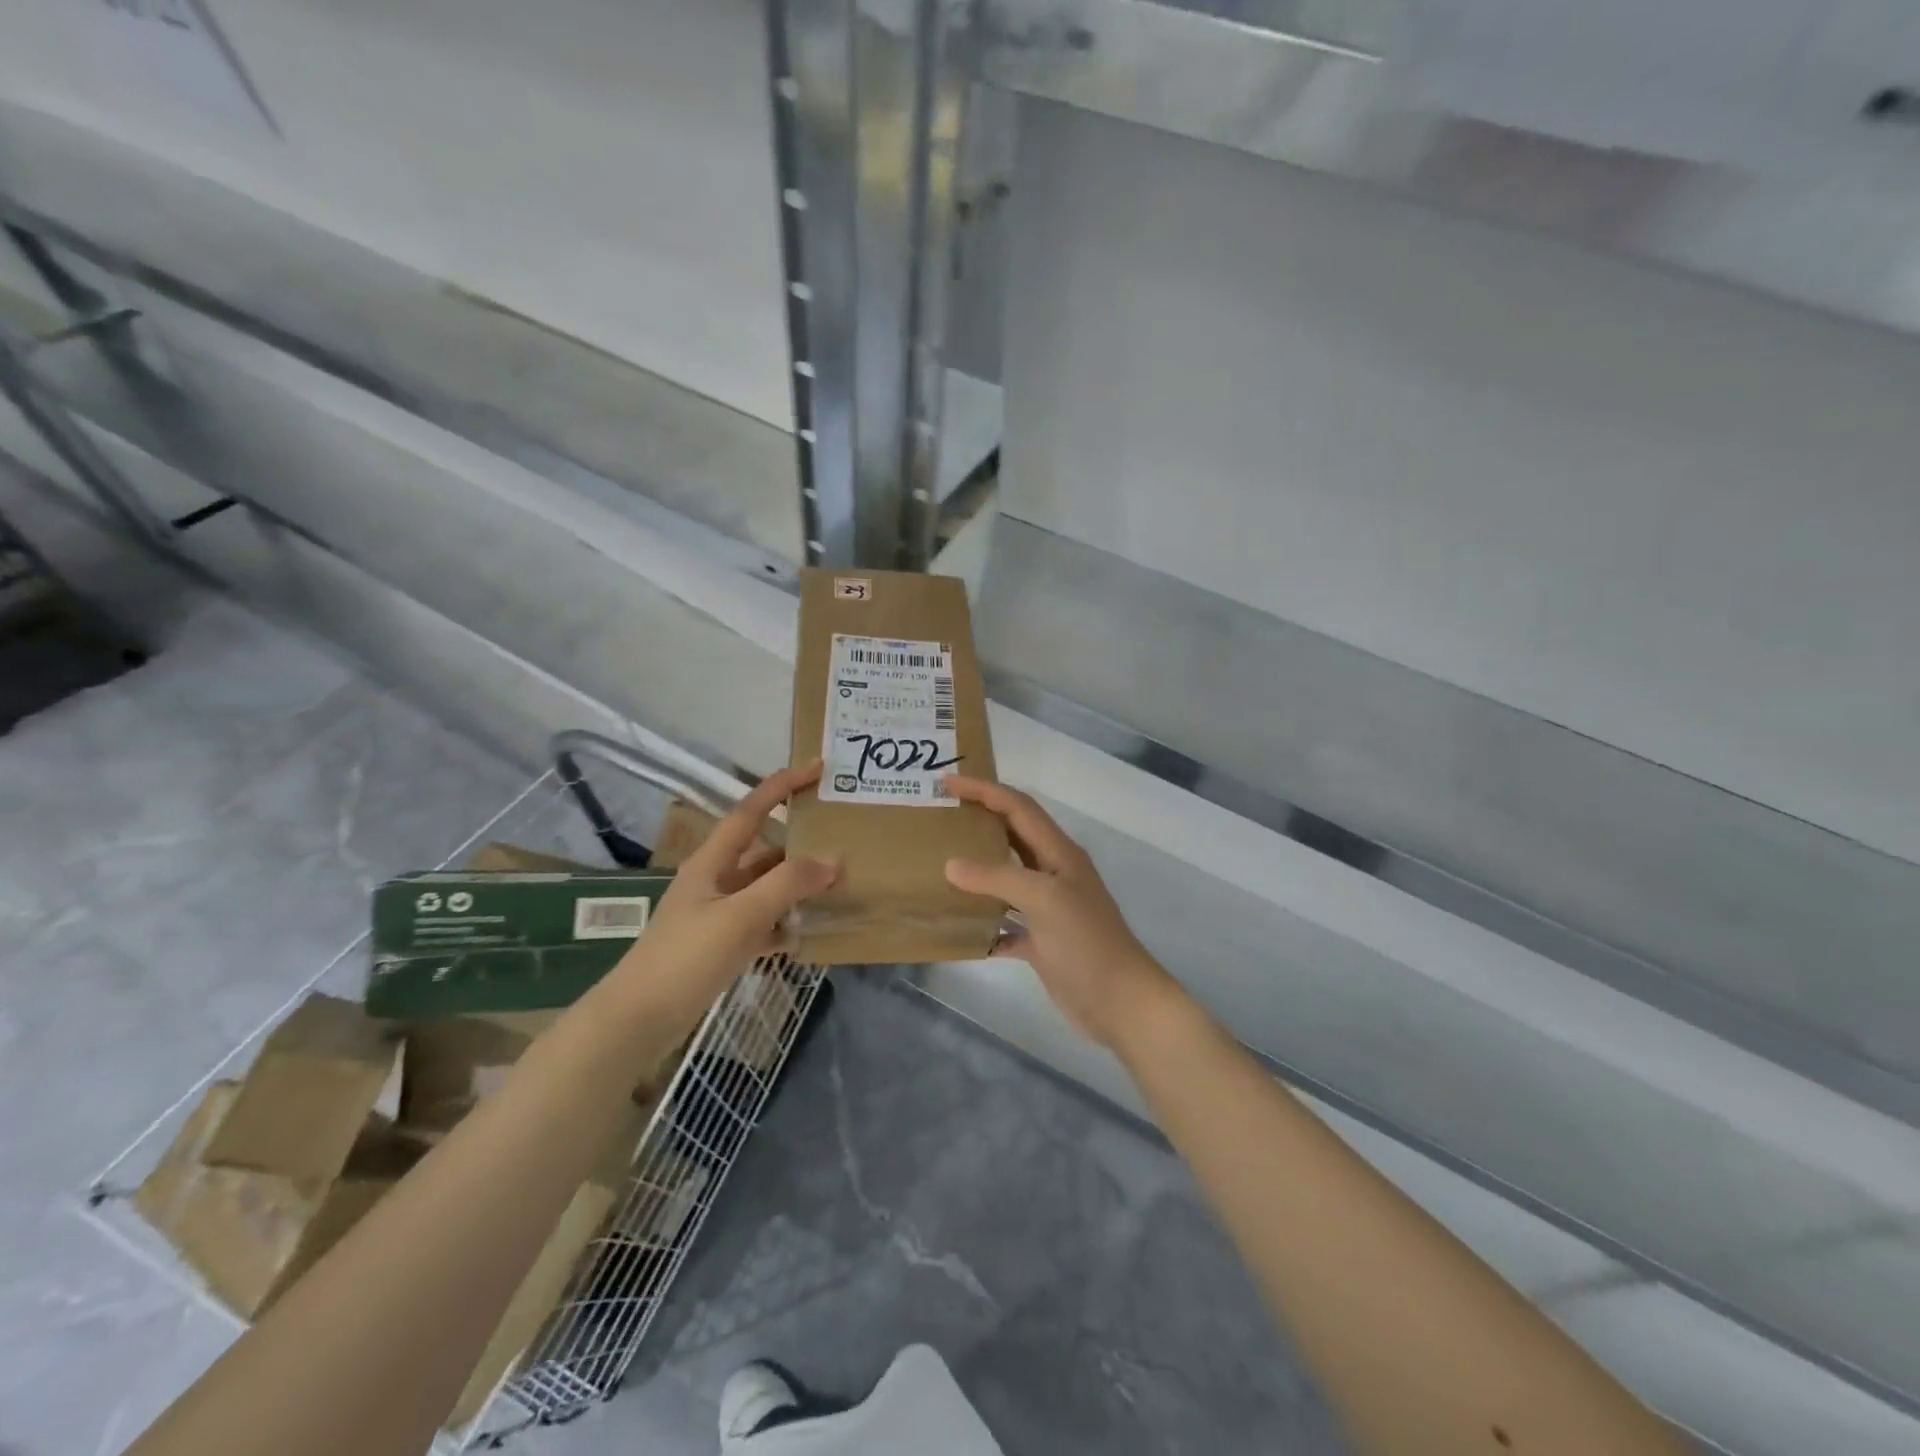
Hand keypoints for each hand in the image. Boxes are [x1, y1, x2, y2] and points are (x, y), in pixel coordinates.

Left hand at [621, 761, 838, 995]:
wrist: (639, 1020)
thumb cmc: (686, 957)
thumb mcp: (740, 916)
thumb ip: (787, 885)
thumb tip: (833, 861)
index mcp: (712, 861)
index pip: (751, 810)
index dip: (782, 785)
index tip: (817, 769)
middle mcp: (715, 880)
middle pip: (764, 850)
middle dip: (800, 843)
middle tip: (841, 837)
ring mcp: (718, 913)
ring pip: (766, 888)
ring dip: (797, 886)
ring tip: (838, 884)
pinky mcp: (722, 944)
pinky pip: (763, 923)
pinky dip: (785, 923)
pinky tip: (809, 932)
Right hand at [943, 776, 1178, 1051]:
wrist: (1121, 1003)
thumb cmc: (1086, 942)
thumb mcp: (1044, 899)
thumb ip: (997, 877)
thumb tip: (951, 865)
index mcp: (1059, 853)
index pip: (1018, 807)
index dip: (984, 790)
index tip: (947, 781)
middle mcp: (1053, 873)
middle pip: (1012, 836)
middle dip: (980, 820)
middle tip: (940, 815)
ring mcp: (1048, 908)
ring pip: (1007, 877)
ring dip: (978, 869)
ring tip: (940, 861)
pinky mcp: (1042, 940)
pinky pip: (1005, 922)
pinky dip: (983, 921)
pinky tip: (957, 926)